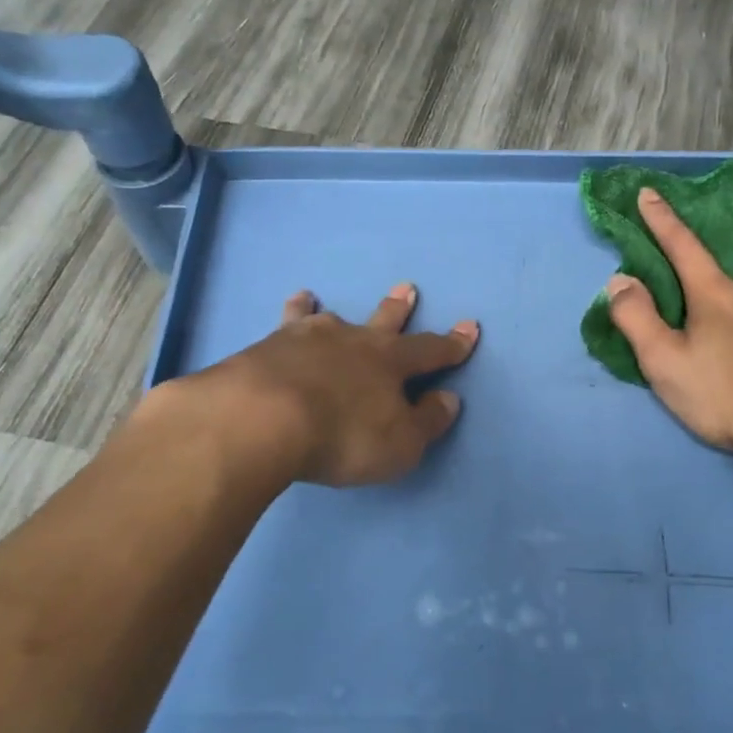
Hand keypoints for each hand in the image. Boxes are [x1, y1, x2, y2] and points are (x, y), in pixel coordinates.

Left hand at [206, 283, 478, 486]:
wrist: (263, 418)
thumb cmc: (343, 436)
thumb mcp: (400, 444)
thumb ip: (427, 421)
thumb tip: (448, 399)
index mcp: (390, 363)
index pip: (430, 351)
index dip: (453, 344)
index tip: (469, 328)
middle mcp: (353, 341)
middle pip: (382, 321)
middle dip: (398, 308)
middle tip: (407, 288)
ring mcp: (307, 339)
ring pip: (326, 317)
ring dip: (327, 308)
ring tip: (316, 296)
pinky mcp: (269, 345)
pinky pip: (286, 323)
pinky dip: (293, 312)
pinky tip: (291, 306)